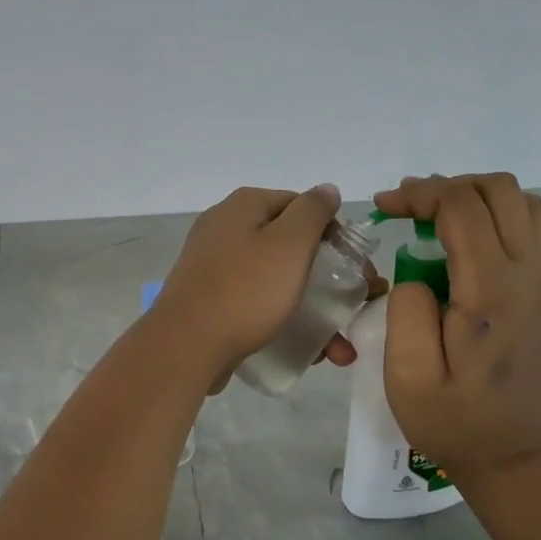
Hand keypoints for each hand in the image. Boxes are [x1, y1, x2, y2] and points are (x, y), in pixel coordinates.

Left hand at [154, 184, 360, 388]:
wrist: (186, 345)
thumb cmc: (246, 290)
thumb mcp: (290, 243)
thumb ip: (313, 211)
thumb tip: (326, 190)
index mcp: (244, 206)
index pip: (301, 206)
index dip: (332, 234)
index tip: (354, 269)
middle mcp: (224, 227)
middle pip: (288, 245)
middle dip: (326, 280)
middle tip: (352, 310)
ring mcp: (212, 264)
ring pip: (274, 280)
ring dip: (310, 310)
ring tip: (337, 349)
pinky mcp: (208, 298)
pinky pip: (254, 302)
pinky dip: (281, 320)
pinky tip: (304, 350)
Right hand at [373, 173, 540, 477]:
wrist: (512, 455)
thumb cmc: (453, 419)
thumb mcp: (408, 375)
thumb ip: (406, 309)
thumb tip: (415, 273)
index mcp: (490, 289)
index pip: (462, 206)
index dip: (419, 194)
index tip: (382, 209)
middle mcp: (524, 274)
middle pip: (499, 190)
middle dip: (445, 186)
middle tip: (405, 210)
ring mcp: (538, 280)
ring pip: (520, 202)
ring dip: (473, 196)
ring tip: (432, 218)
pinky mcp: (537, 291)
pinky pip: (526, 226)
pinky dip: (490, 214)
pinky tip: (458, 241)